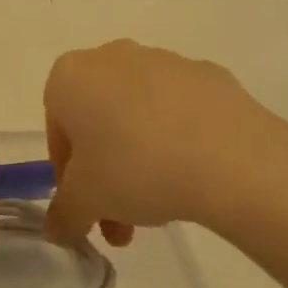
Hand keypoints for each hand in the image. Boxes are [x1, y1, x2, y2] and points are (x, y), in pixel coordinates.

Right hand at [41, 40, 287, 248]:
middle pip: (98, 122)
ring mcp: (163, 61)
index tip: (86, 206)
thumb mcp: (86, 202)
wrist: (230, 157)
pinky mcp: (207, 75)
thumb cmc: (136, 168)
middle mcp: (112, 57)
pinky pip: (179, 111)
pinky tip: (193, 176)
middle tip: (120, 218)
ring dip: (139, 159)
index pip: (57, 130)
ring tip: (160, 208)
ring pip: (137, 115)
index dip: (67, 175)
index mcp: (71, 76)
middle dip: (105, 172)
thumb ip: (63, 215)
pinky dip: (178, 140)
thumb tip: (57, 229)